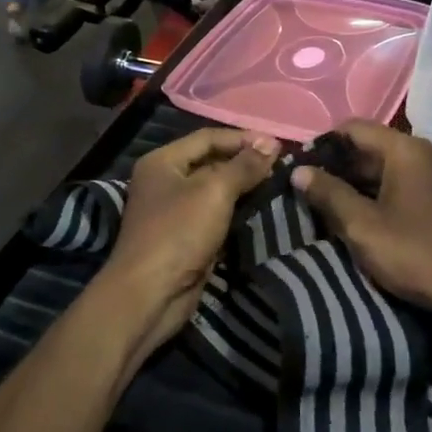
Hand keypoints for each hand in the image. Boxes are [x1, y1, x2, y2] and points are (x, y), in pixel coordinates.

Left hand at [100, 127, 278, 350]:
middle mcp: (164, 180)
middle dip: (244, 161)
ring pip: (213, 190)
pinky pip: (214, 214)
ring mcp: (173, 210)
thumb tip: (271, 143)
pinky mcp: (184, 237)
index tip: (277, 145)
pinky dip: (235, 210)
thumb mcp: (214, 191)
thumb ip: (244, 166)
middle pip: (210, 161)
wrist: (150, 294)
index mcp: (162, 161)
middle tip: (281, 164)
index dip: (242, 138)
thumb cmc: (179, 232)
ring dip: (243, 186)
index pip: (207, 137)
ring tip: (277, 183)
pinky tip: (259, 209)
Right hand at [291, 121, 431, 341]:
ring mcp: (431, 176)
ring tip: (322, 208)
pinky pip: (395, 185)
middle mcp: (420, 153)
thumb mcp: (362, 226)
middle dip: (334, 167)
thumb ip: (328, 194)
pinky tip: (354, 220)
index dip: (322, 145)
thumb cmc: (417, 254)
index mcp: (403, 149)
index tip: (298, 170)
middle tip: (304, 192)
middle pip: (366, 146)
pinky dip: (372, 196)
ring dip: (351, 185)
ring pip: (379, 168)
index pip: (352, 127)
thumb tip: (298, 170)